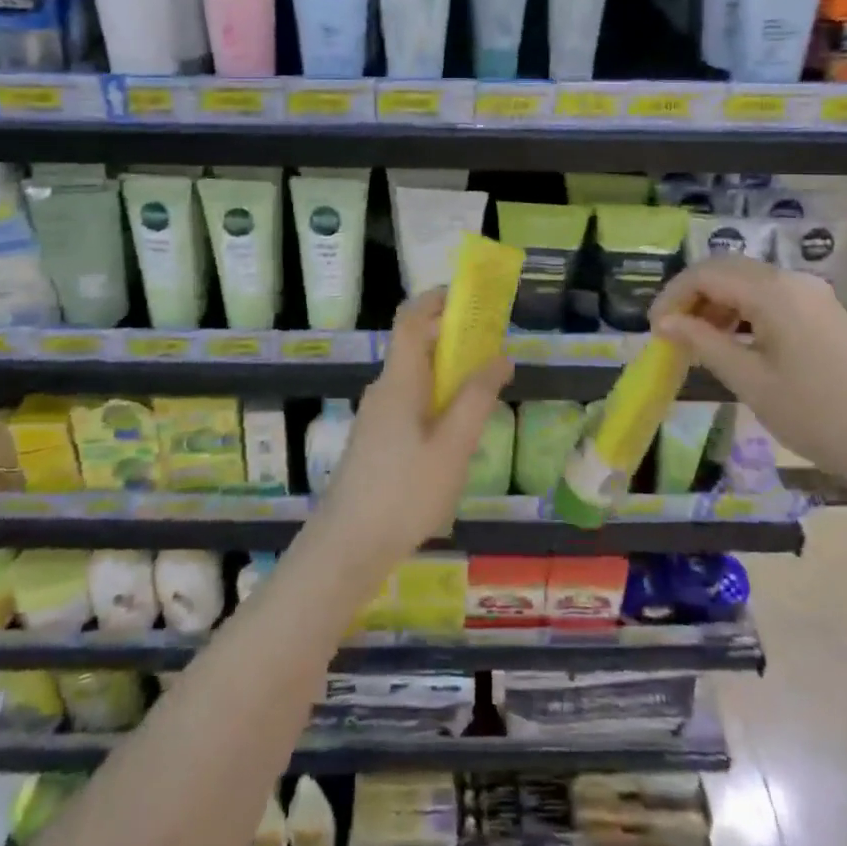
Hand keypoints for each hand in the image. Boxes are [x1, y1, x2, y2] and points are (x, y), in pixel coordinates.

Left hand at [317, 289, 514, 577]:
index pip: (411, 318)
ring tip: (485, 398)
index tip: (471, 297)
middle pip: (418, 346)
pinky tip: (458, 439)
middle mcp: (384, 388)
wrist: (347, 547)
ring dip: (450, 376)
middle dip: (456, 340)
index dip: (437, 299)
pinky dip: (438, 402)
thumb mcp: (452, 447)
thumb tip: (500, 356)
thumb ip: (476, 399)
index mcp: (399, 380)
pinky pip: (412, 403)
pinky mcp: (377, 440)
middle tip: (495, 353)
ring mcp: (378, 415)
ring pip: (417, 378)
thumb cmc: (403, 492)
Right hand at [650, 256, 846, 486]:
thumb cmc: (815, 415)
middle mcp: (793, 280)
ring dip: (717, 303)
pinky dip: (743, 311)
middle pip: (727, 269)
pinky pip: (771, 296)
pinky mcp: (824, 312)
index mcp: (773, 291)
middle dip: (692, 296)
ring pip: (748, 281)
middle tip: (671, 332)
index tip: (654, 329)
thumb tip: (663, 322)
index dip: (673, 296)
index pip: (706, 274)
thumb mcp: (750, 380)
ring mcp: (813, 294)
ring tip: (699, 341)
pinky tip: (735, 343)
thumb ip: (703, 342)